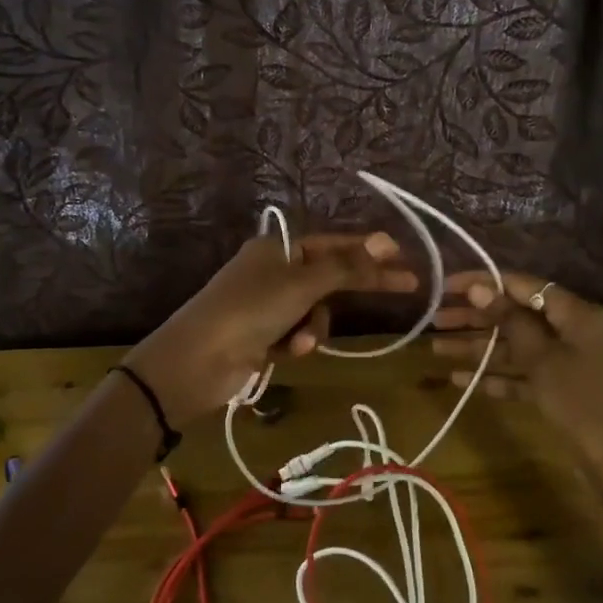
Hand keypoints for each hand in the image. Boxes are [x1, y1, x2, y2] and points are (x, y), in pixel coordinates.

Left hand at [126, 232, 417, 423]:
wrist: (196, 361)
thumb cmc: (250, 310)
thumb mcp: (302, 284)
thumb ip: (347, 266)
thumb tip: (386, 241)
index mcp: (279, 248)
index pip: (336, 243)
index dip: (371, 249)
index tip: (405, 257)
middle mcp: (273, 271)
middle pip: (329, 276)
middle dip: (353, 287)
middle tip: (405, 287)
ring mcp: (267, 304)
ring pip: (316, 310)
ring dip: (316, 326)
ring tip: (302, 342)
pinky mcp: (263, 335)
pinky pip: (298, 333)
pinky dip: (298, 342)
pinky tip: (287, 353)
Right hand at [430, 271, 602, 547]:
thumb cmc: (583, 404)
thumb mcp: (543, 359)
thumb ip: (510, 321)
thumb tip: (480, 287)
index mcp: (577, 314)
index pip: (523, 286)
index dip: (483, 283)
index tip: (447, 285)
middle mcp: (573, 331)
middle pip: (517, 316)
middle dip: (475, 318)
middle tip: (434, 319)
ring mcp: (568, 362)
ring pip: (516, 346)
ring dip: (478, 348)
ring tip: (435, 349)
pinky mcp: (562, 390)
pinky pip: (524, 374)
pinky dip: (496, 376)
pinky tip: (460, 380)